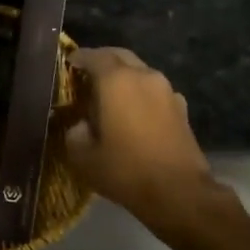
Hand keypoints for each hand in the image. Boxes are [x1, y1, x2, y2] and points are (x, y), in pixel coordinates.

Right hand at [66, 47, 218, 233]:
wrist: (179, 193)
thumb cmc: (125, 170)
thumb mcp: (83, 156)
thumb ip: (74, 132)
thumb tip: (80, 125)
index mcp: (116, 80)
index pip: (93, 55)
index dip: (78, 57)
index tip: (68, 63)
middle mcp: (144, 76)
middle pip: (120, 56)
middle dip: (102, 61)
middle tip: (86, 75)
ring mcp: (167, 90)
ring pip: (140, 72)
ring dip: (123, 77)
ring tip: (109, 96)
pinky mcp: (182, 108)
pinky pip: (155, 91)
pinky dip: (141, 94)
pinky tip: (134, 114)